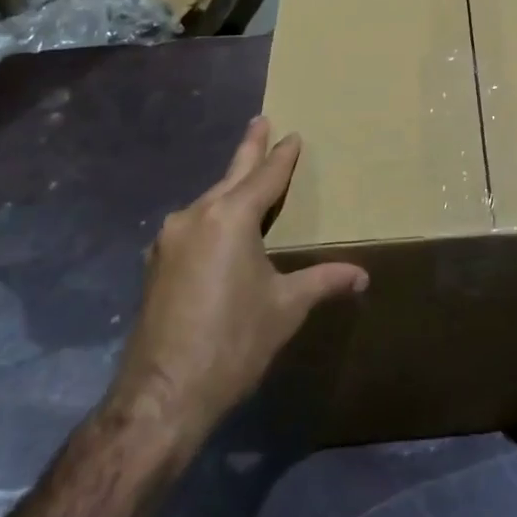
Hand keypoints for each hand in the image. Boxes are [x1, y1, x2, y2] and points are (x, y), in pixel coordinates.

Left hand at [101, 118, 367, 452]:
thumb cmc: (233, 342)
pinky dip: (212, 216)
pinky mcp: (155, 265)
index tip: (293, 135)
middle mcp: (196, 217)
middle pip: (231, 176)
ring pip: (208, 201)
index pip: (265, 176)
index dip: (282, 156)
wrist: (162, 396)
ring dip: (229, 187)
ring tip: (244, 178)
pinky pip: (192, 225)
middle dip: (249, 149)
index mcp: (231, 217)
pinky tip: (218, 229)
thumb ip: (323, 282)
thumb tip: (361, 276)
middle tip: (260, 120)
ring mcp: (169, 240)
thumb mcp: (285, 309)